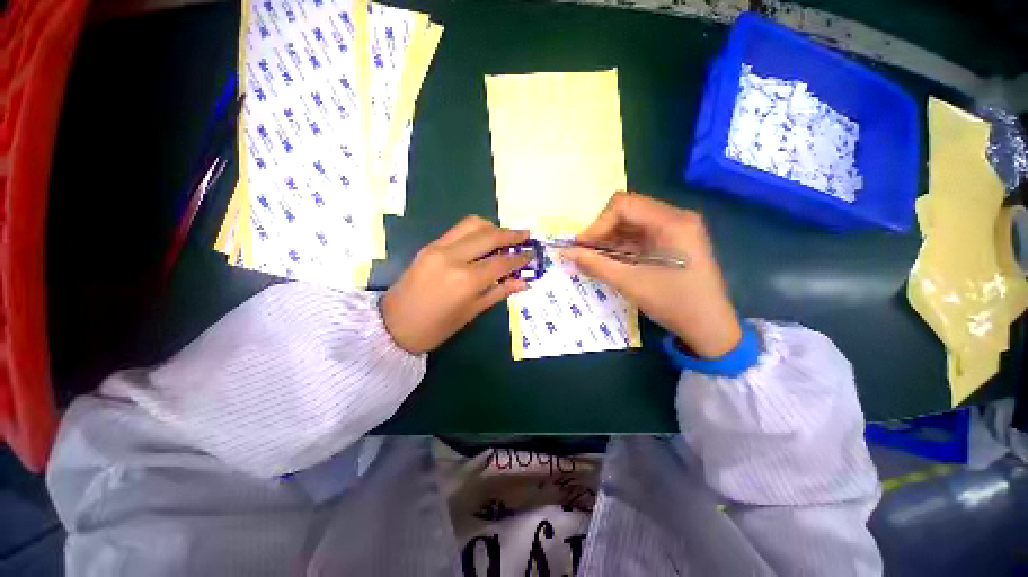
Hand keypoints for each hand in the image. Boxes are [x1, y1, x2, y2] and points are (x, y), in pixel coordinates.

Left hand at [381, 216, 531, 353]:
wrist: (393, 325)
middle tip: (525, 235)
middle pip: (489, 236)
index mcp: (466, 280)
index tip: (531, 254)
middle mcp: (454, 257)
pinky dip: (476, 231)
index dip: (519, 258)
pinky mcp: (429, 245)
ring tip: (505, 235)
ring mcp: (438, 247)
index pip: (501, 262)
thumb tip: (523, 282)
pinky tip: (484, 239)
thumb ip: (498, 292)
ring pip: (472, 224)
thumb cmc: (435, 328)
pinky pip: (458, 230)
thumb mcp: (471, 313)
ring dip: (493, 227)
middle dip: (511, 234)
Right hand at [565, 192, 741, 357]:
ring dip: (609, 239)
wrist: (710, 327)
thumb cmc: (674, 303)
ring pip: (631, 223)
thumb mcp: (631, 283)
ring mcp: (675, 229)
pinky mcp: (672, 241)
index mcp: (671, 221)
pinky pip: (640, 235)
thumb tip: (566, 253)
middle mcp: (675, 217)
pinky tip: (609, 260)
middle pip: (627, 211)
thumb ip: (596, 265)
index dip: (597, 224)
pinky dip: (621, 246)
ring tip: (593, 258)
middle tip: (584, 252)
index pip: (623, 205)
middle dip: (602, 231)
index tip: (581, 247)